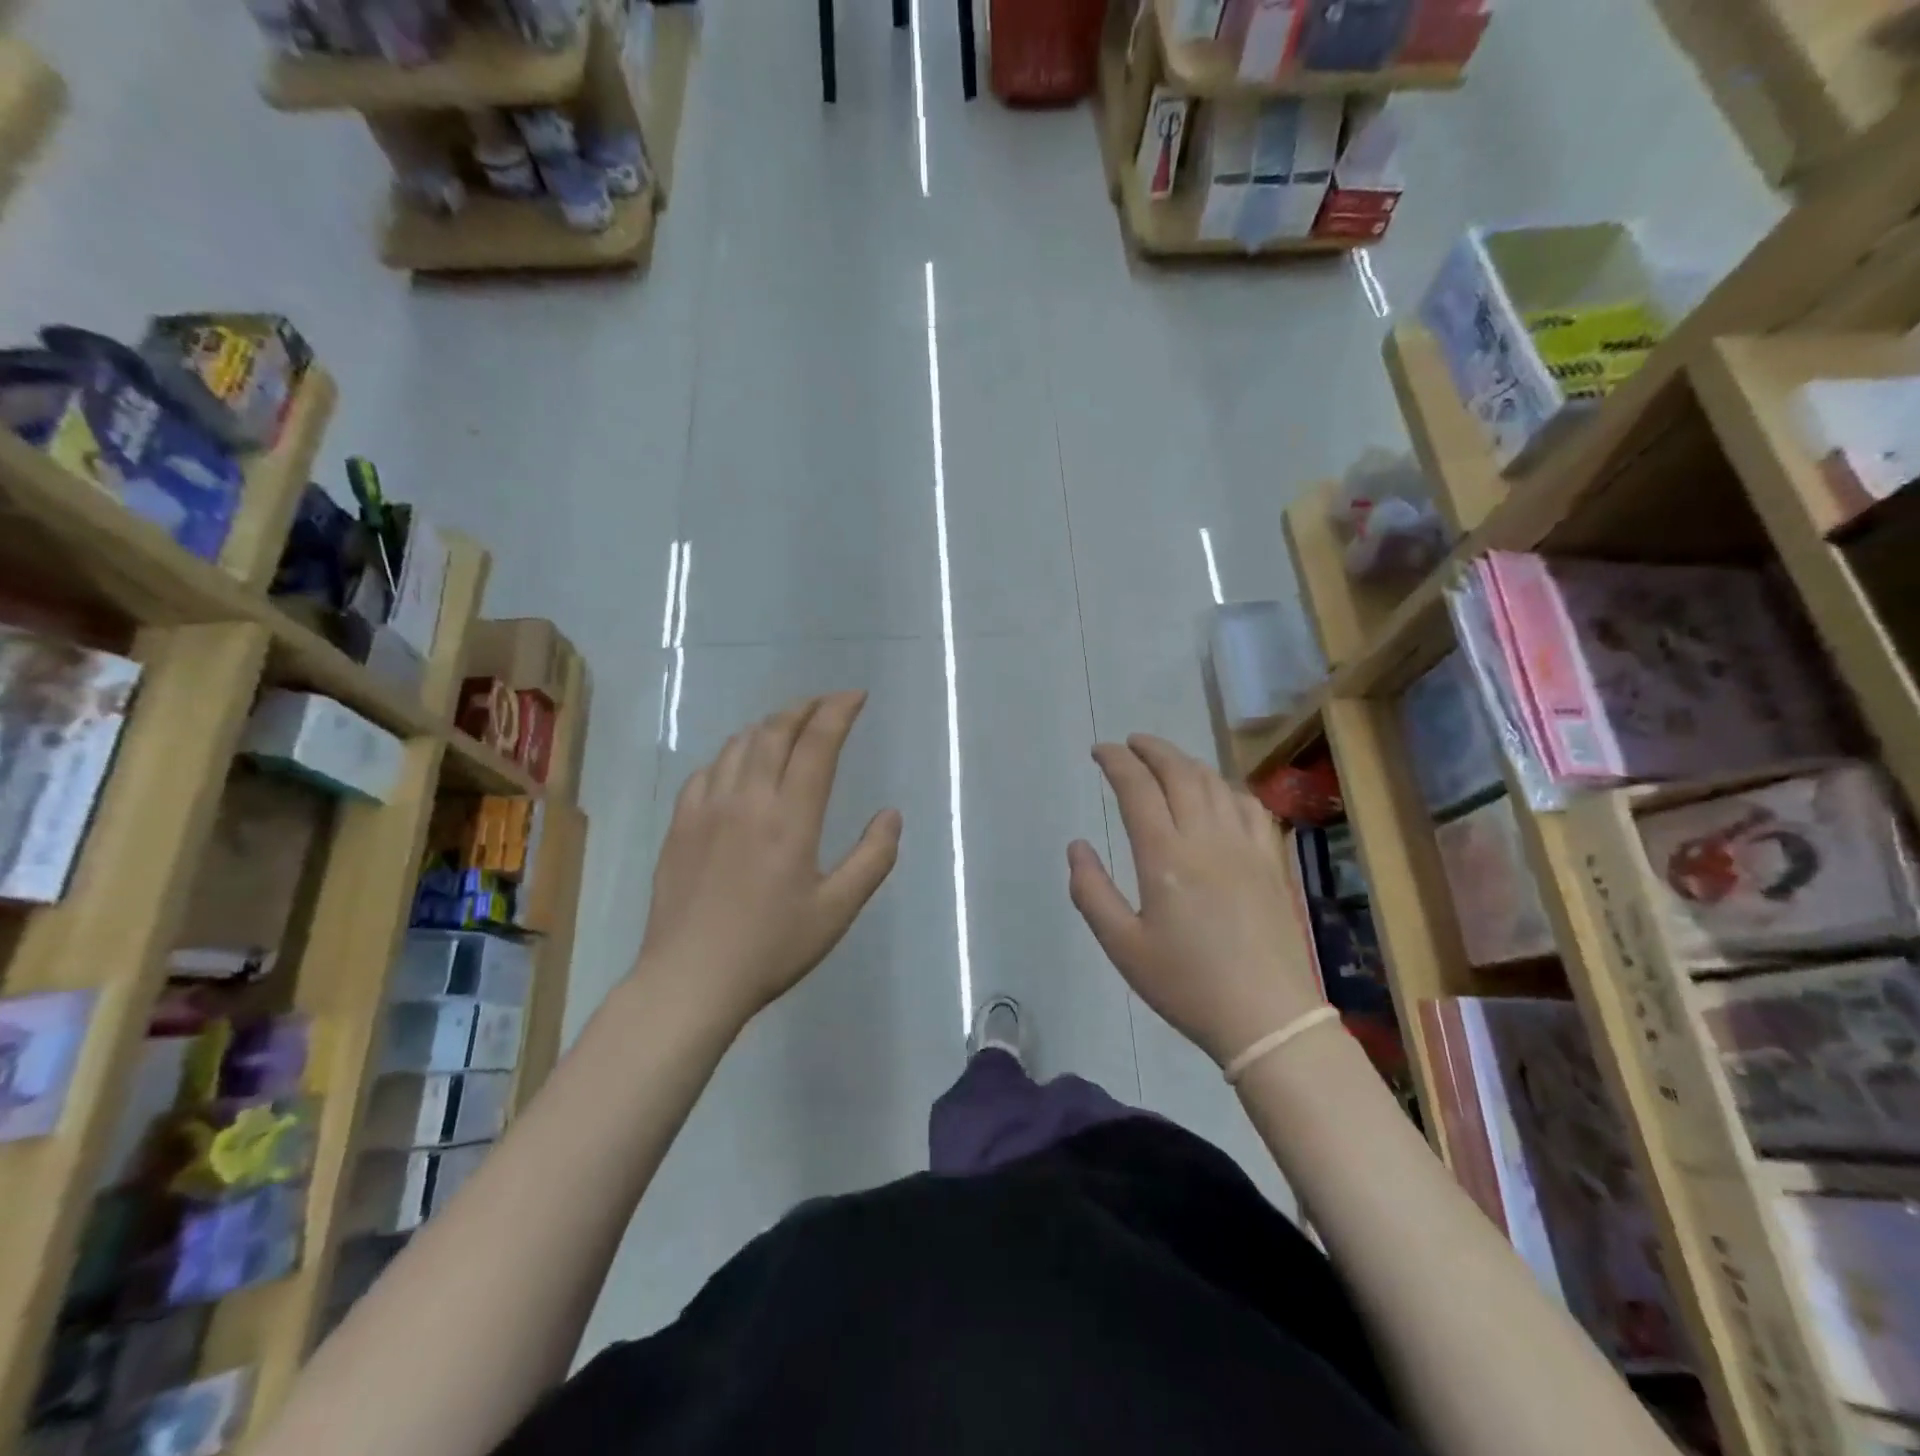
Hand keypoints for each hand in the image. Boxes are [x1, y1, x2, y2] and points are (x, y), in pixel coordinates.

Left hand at [637, 692, 902, 1026]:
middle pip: (775, 730)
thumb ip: (873, 858)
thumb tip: (890, 813)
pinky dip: (731, 753)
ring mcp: (706, 808)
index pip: (817, 743)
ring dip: (769, 725)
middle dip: (805, 707)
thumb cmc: (772, 947)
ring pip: (738, 744)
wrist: (690, 979)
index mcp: (790, 817)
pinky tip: (738, 765)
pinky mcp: (680, 824)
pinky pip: (707, 769)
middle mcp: (747, 798)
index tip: (856, 697)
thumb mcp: (837, 910)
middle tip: (827, 703)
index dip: (838, 711)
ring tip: (788, 727)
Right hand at [1068, 735, 1324, 1066]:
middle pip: (1178, 772)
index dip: (1116, 761)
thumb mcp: (1122, 946)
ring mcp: (1246, 846)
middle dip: (1151, 749)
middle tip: (1130, 743)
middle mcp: (1206, 837)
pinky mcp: (1272, 860)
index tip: (1100, 751)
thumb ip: (1091, 891)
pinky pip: (1250, 806)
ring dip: (1186, 762)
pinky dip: (1227, 787)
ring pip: (1215, 783)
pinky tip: (1219, 794)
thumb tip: (1077, 846)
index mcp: (1165, 856)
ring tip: (1167, 762)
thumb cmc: (1186, 984)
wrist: (1267, 1018)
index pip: (1137, 788)